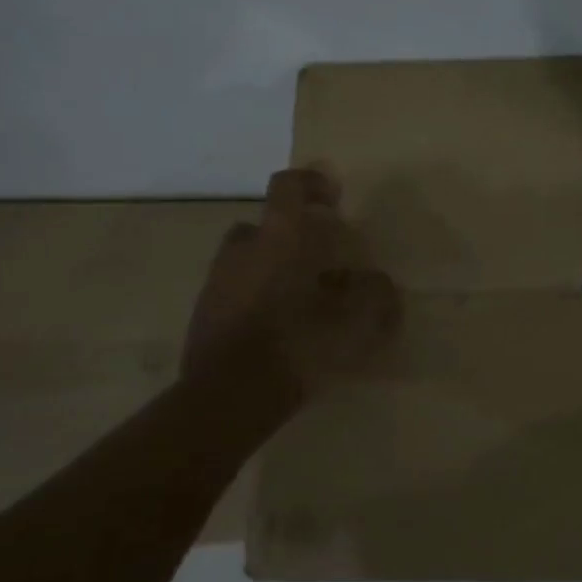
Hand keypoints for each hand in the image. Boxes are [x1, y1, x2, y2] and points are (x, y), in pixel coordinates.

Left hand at [183, 167, 399, 395]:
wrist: (228, 397)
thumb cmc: (297, 344)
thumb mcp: (355, 320)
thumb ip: (374, 294)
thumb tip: (378, 283)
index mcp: (278, 239)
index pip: (288, 187)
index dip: (312, 184)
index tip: (333, 198)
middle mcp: (242, 250)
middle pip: (266, 226)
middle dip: (292, 236)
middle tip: (321, 261)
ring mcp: (217, 282)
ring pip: (250, 261)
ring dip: (274, 269)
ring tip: (303, 300)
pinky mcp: (203, 315)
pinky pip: (237, 292)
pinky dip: (258, 299)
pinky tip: (280, 329)